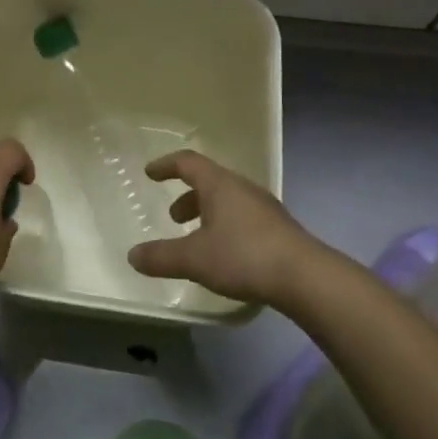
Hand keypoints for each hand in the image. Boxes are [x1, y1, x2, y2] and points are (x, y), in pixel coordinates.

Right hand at [127, 151, 319, 306]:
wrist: (305, 276)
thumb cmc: (244, 256)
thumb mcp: (195, 259)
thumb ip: (162, 257)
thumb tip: (132, 255)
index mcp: (219, 184)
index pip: (187, 162)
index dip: (166, 165)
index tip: (150, 173)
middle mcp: (241, 187)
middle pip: (209, 181)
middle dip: (187, 196)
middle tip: (173, 217)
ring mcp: (263, 206)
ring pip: (227, 199)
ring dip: (207, 212)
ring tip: (197, 237)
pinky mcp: (278, 227)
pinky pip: (242, 215)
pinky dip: (225, 225)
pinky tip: (225, 252)